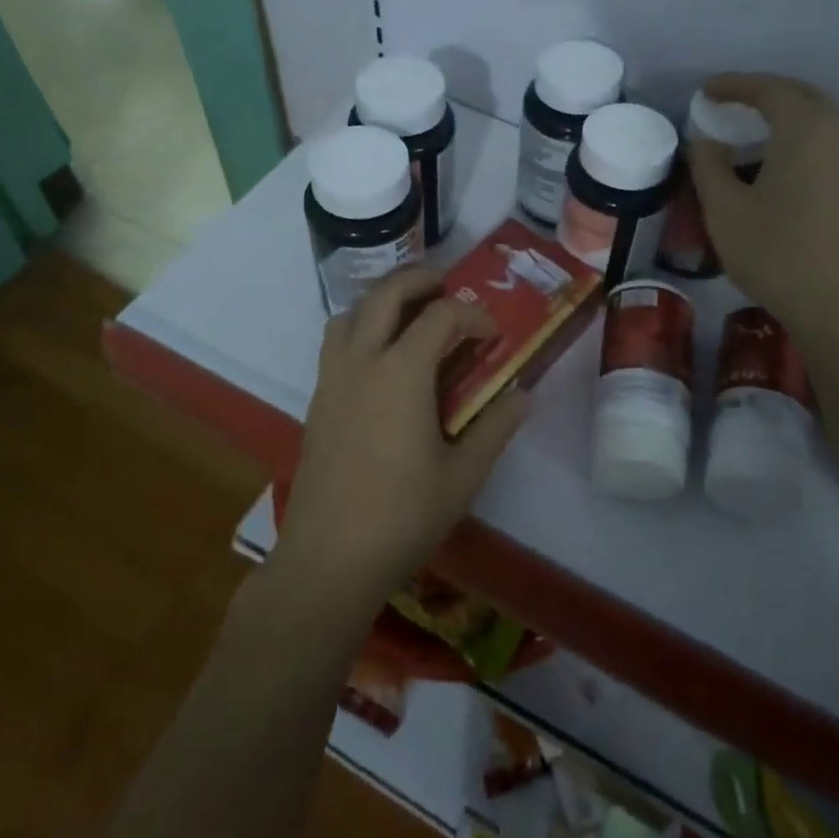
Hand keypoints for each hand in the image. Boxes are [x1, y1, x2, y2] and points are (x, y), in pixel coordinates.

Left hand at [272, 267, 529, 616]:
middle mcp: (362, 361)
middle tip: (447, 288)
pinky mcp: (317, 400)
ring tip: (410, 317)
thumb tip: (521, 396)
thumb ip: (495, 428)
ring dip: (382, 301)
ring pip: (351, 312)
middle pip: (387, 293)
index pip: (441, 316)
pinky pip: (336, 342)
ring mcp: (332, 379)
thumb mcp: (463, 475)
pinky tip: (381, 363)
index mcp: (401, 372)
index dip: (472, 315)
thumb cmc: (402, 515)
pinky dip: (360, 328)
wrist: (329, 558)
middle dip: (420, 280)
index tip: (491, 334)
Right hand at [689, 73, 838, 346]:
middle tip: (730, 102)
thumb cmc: (774, 252)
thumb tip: (705, 140)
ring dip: (785, 113)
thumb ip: (709, 165)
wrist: (836, 304)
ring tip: (750, 127)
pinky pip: (827, 140)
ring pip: (819, 118)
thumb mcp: (724, 208)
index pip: (770, 90)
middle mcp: (837, 135)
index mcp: (805, 131)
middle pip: (801, 95)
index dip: (735, 85)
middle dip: (764, 92)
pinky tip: (776, 159)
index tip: (706, 91)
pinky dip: (799, 134)